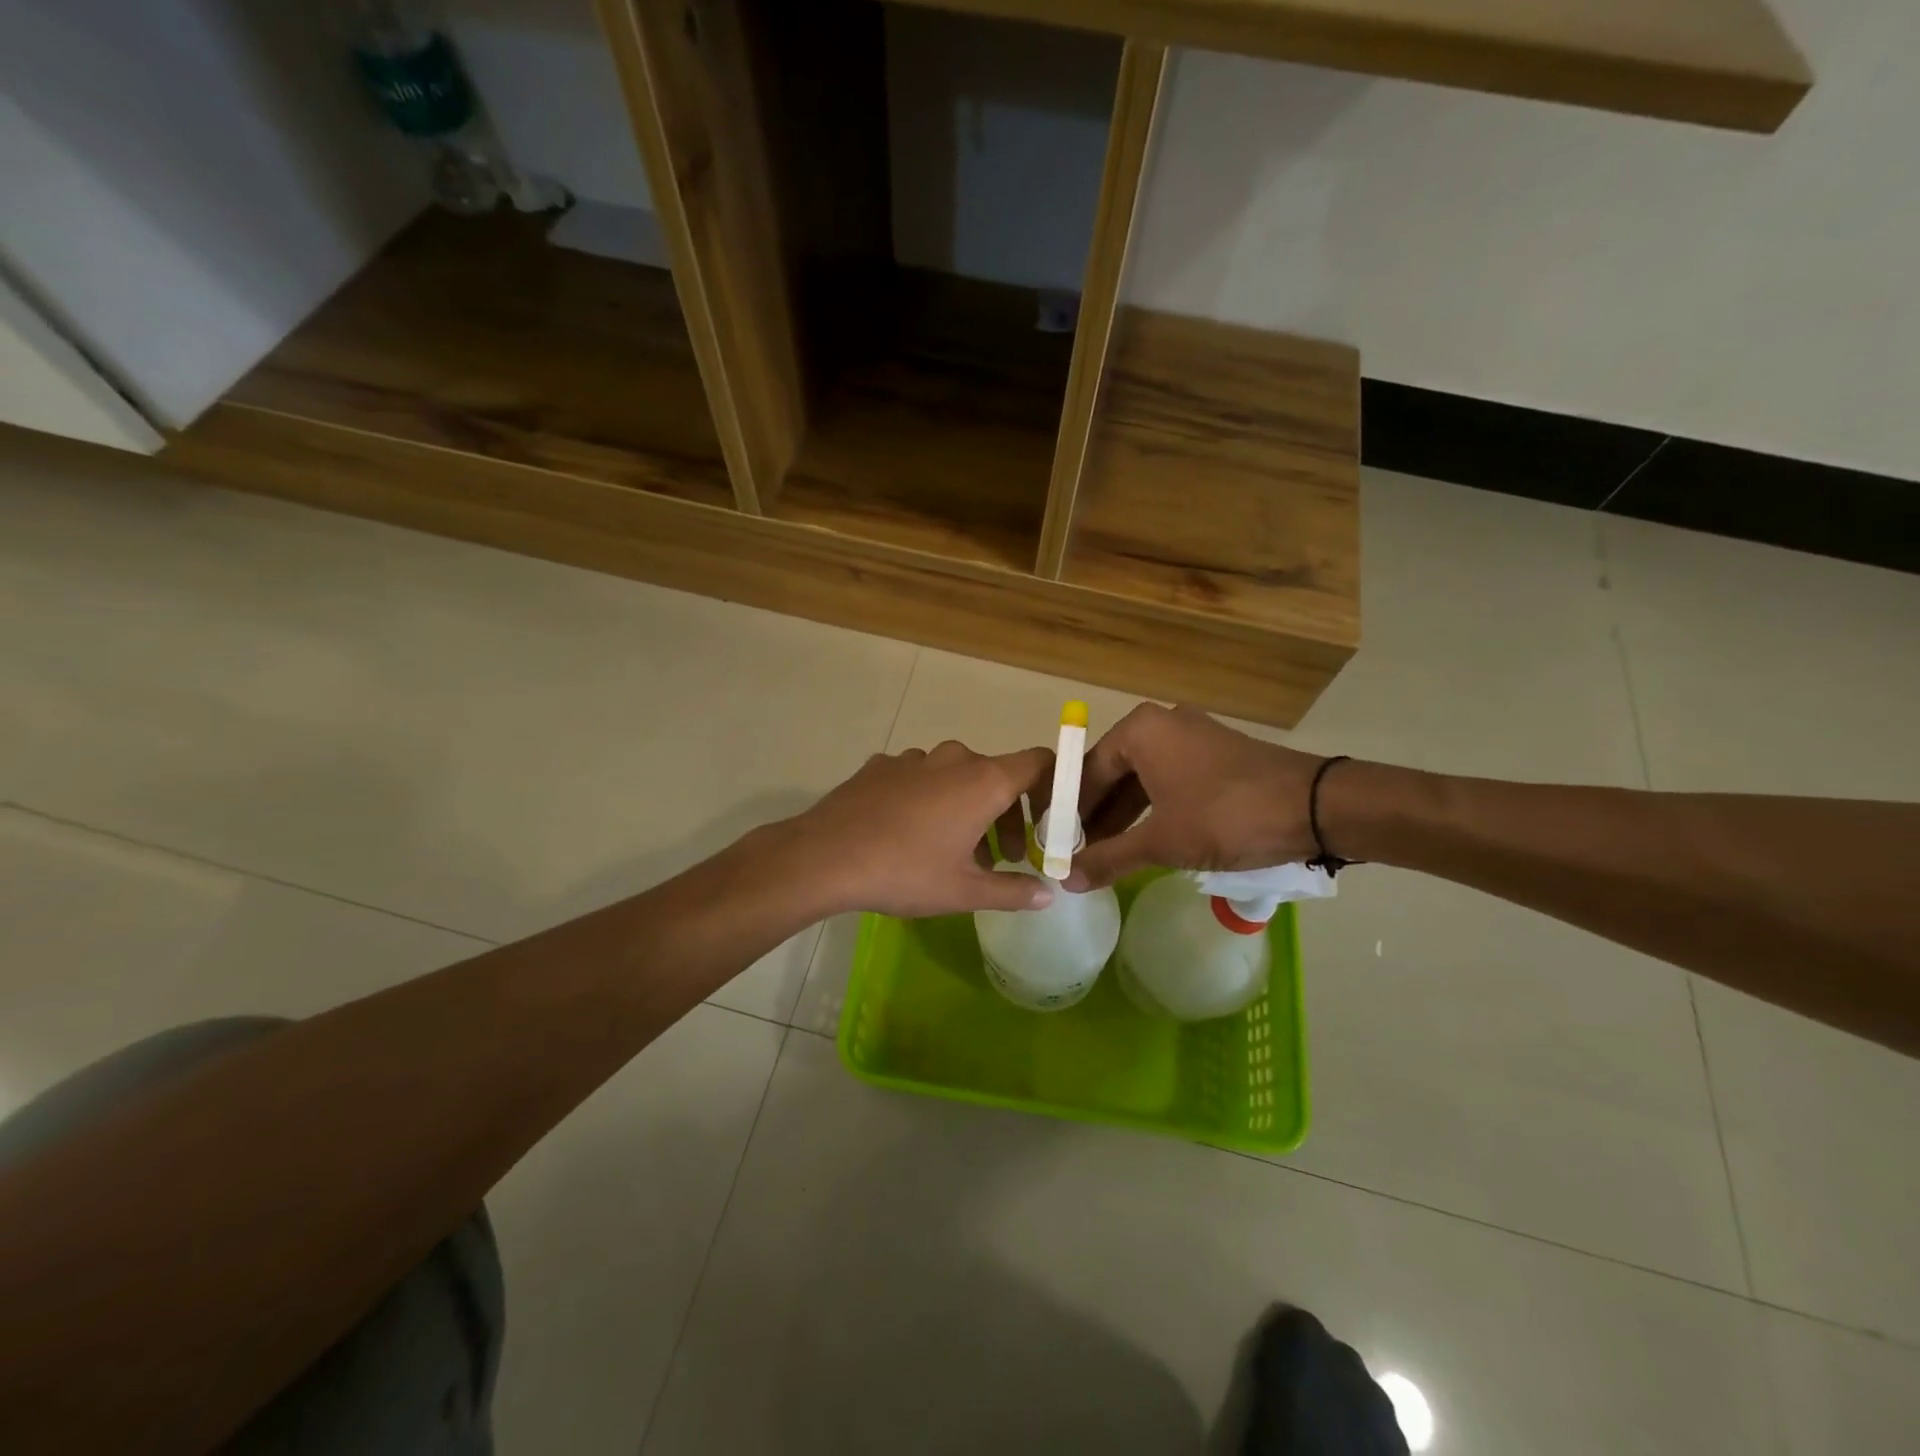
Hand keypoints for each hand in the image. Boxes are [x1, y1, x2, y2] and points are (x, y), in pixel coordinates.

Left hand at [785, 740, 1057, 917]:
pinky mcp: (881, 766)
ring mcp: (914, 759)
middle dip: (1008, 815)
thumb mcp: (964, 892)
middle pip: (998, 775)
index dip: (1054, 786)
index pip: (1039, 762)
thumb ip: (1013, 891)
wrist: (824, 856)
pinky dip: (930, 800)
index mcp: (984, 781)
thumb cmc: (905, 872)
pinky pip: (920, 778)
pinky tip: (911, 834)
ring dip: (969, 808)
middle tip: (1005, 858)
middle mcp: (954, 759)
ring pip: (957, 777)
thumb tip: (1046, 895)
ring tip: (959, 852)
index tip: (1050, 821)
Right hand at [1064, 704, 1328, 890]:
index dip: (1069, 811)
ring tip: (1108, 854)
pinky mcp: (1217, 755)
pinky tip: (1147, 840)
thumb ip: (1109, 858)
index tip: (1058, 844)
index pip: (1087, 771)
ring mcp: (1193, 736)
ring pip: (1143, 778)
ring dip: (1125, 816)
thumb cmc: (1225, 816)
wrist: (1314, 807)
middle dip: (1096, 815)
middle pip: (1114, 772)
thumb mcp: (1162, 841)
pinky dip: (1154, 809)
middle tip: (1080, 853)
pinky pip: (1170, 780)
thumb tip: (1065, 881)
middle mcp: (1162, 723)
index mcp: (1140, 730)